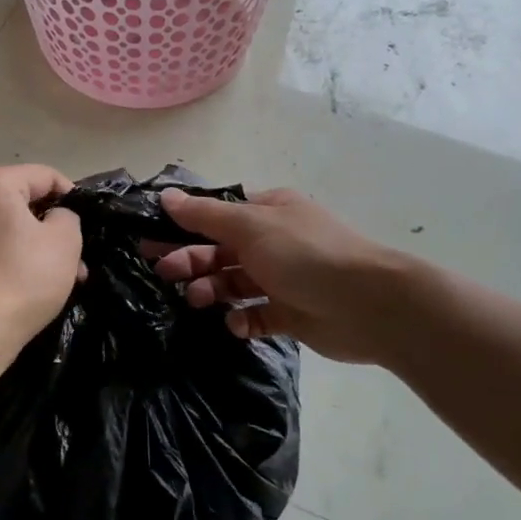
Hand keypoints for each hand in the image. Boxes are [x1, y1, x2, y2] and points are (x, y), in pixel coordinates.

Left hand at [0, 165, 83, 346]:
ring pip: (13, 228)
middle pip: (26, 202)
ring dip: (42, 247)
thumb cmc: (24, 275)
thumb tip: (55, 219)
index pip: (45, 176)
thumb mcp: (65, 239)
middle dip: (56, 227)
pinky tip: (40, 286)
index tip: (89, 223)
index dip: (73, 196)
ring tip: (69, 277)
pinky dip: (19, 260)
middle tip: (80, 255)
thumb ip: (68, 216)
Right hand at [155, 188, 406, 363]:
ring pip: (235, 283)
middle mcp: (274, 241)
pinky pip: (256, 316)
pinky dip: (241, 319)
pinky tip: (234, 324)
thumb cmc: (305, 254)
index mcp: (268, 211)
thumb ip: (205, 215)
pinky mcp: (291, 314)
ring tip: (198, 301)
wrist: (369, 305)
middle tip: (163, 273)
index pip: (218, 213)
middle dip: (191, 259)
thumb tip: (166, 196)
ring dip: (212, 290)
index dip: (184, 224)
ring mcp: (284, 278)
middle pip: (221, 249)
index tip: (151, 238)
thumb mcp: (250, 226)